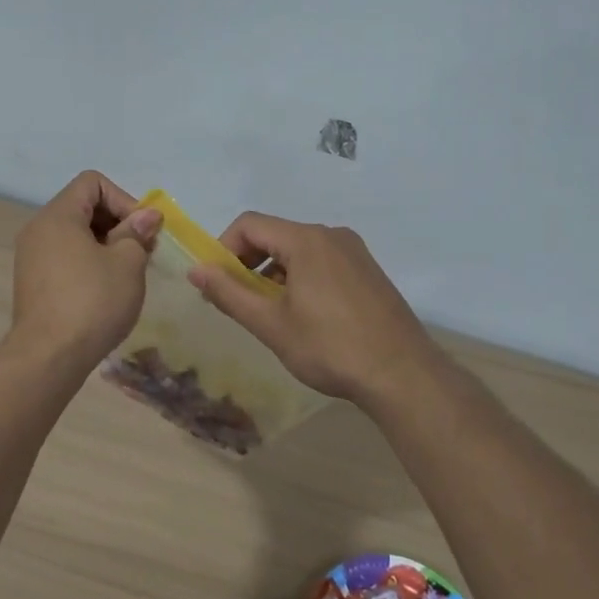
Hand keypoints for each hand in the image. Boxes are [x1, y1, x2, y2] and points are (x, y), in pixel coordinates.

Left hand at [8, 171, 161, 370]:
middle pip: (83, 206)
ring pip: (75, 235)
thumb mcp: (127, 263)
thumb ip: (137, 233)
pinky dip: (89, 263)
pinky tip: (107, 290)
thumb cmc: (92, 302)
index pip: (92, 182)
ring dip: (106, 245)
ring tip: (128, 273)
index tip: (142, 231)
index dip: (124, 199)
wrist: (48, 358)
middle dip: (118, 223)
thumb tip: (146, 216)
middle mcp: (39, 229)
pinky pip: (65, 257)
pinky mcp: (33, 283)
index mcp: (58, 216)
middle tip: (143, 252)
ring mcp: (31, 257)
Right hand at [187, 213, 445, 403]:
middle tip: (236, 300)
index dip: (223, 248)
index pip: (249, 224)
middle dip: (248, 262)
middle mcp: (331, 235)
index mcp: (306, 240)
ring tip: (268, 312)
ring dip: (274, 272)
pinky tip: (303, 315)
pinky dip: (300, 277)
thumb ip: (229, 293)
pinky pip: (322, 261)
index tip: (216, 283)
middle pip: (275, 234)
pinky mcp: (368, 271)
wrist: (402, 374)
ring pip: (299, 250)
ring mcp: (354, 252)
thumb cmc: (330, 348)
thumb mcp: (271, 324)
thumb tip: (195, 269)